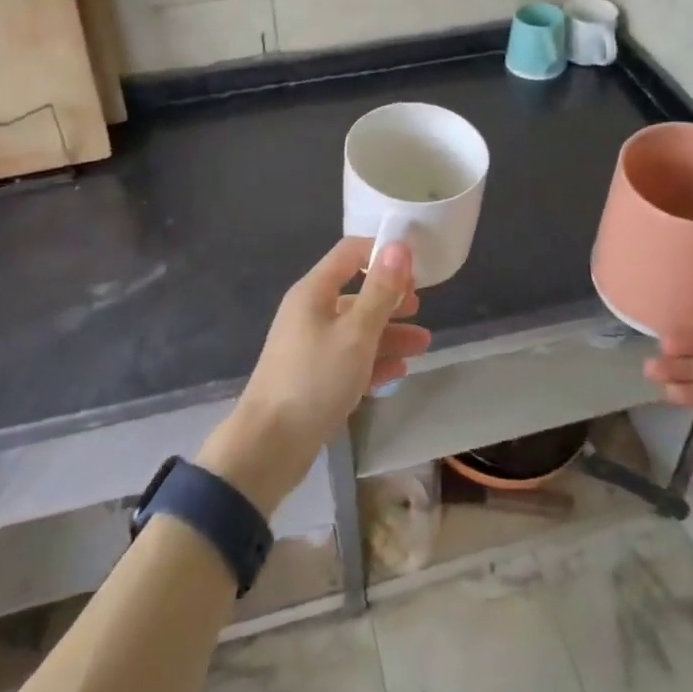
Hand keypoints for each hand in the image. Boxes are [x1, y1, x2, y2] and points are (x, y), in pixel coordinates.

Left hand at [199, 239, 429, 515]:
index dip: (382, 253)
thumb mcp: (356, 333)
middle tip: (420, 309)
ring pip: (356, 329)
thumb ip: (380, 290)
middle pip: (356, 293)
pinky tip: (399, 371)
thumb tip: (399, 245)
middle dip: (390, 299)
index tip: (415, 269)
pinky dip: (373, 361)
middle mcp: (309, 312)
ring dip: (389, 334)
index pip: (350, 253)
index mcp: (314, 291)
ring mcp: (309, 346)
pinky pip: (349, 359)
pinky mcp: (313, 378)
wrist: (269, 446)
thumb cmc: (315, 379)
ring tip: (423, 345)